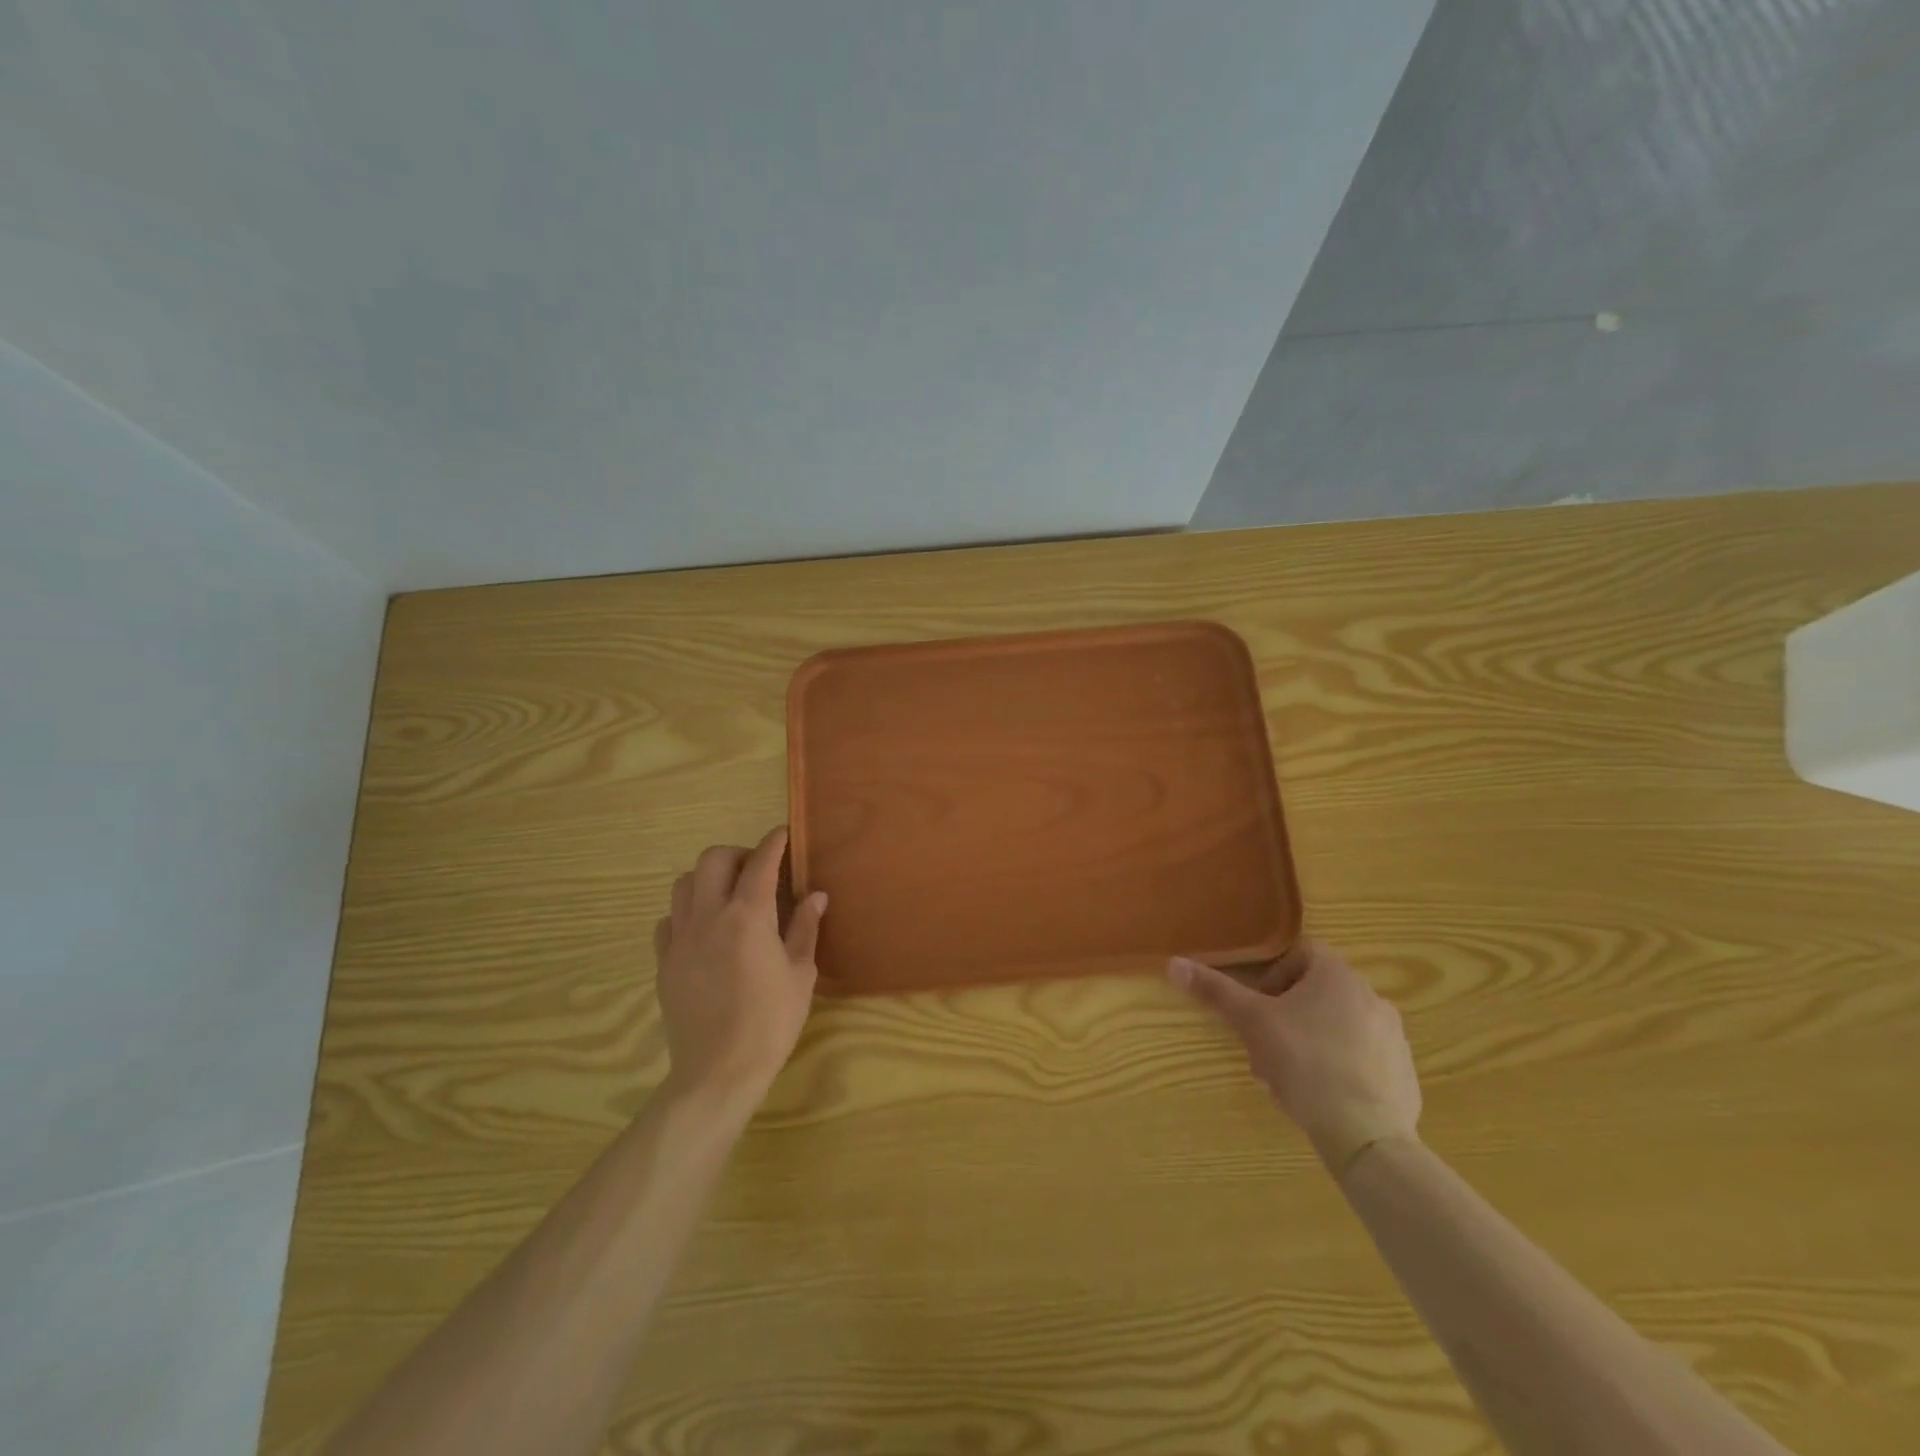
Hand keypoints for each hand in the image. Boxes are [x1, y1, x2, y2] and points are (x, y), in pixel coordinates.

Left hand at [652, 827, 826, 1105]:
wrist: (718, 1071)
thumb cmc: (771, 1021)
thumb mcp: (800, 973)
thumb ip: (804, 928)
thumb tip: (816, 895)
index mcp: (748, 916)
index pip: (761, 862)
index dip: (774, 842)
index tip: (784, 834)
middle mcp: (709, 916)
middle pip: (713, 859)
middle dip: (737, 854)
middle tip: (757, 871)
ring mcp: (680, 938)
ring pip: (684, 884)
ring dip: (708, 878)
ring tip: (728, 896)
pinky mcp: (664, 961)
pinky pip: (668, 920)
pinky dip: (686, 912)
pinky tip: (703, 930)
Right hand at [1169, 939, 1421, 1176]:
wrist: (1366, 1135)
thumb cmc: (1304, 1062)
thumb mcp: (1251, 1022)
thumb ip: (1215, 990)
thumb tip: (1174, 963)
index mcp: (1338, 975)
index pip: (1301, 953)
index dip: (1273, 975)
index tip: (1258, 1006)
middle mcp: (1372, 997)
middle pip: (1317, 993)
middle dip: (1286, 1015)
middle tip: (1265, 1045)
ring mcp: (1393, 1037)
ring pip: (1338, 1027)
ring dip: (1310, 1041)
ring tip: (1288, 1076)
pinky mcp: (1403, 1074)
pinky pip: (1362, 1058)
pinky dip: (1339, 1068)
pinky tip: (1320, 1096)